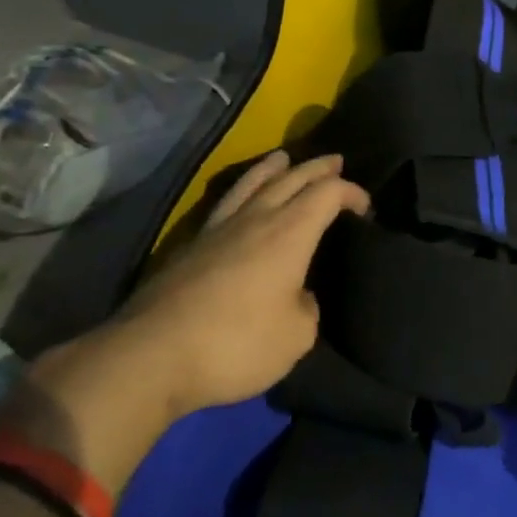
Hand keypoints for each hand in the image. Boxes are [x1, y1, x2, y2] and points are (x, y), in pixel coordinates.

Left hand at [116, 150, 369, 416]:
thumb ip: (306, 306)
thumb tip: (296, 294)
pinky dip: (243, 193)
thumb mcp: (297, 335)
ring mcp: (216, 232)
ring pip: (250, 185)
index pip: (327, 194)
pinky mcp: (188, 249)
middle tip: (335, 162)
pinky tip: (241, 203)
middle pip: (289, 179)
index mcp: (289, 234)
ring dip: (272, 169)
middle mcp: (254, 221)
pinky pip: (225, 206)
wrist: (150, 358)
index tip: (365, 208)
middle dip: (316, 169)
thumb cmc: (237, 343)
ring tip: (282, 158)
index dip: (351, 193)